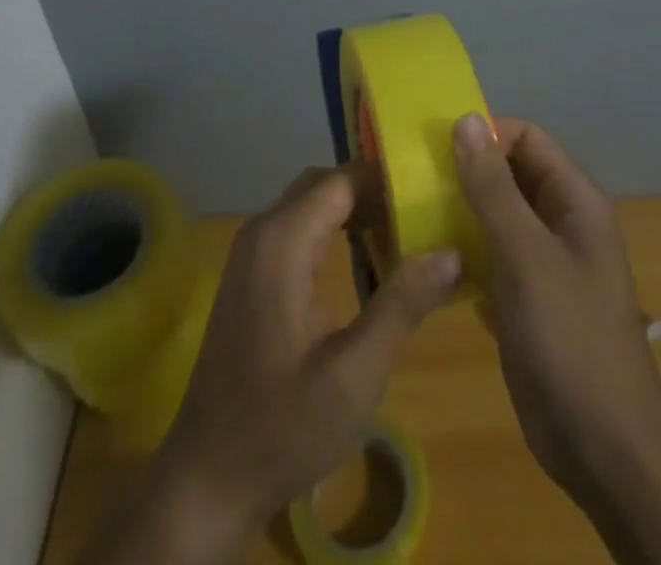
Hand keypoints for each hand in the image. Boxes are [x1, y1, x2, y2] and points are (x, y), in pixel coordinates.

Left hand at [80, 165, 460, 563]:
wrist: (208, 479)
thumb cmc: (282, 426)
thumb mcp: (353, 374)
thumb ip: (402, 306)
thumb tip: (452, 253)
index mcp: (282, 241)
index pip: (342, 180)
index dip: (387, 180)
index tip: (431, 193)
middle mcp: (262, 232)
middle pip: (325, 185)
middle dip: (374, 191)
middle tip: (423, 213)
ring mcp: (252, 253)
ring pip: (311, 204)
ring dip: (355, 209)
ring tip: (405, 232)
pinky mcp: (252, 275)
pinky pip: (298, 228)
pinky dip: (334, 229)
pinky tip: (367, 259)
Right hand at [451, 115, 660, 494]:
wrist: (605, 448)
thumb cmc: (571, 338)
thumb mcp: (527, 255)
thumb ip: (493, 188)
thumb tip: (466, 119)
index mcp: (574, 199)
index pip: (526, 138)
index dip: (485, 136)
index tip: (435, 151)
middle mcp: (560, 221)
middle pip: (510, 174)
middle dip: (465, 172)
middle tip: (413, 183)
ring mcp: (543, 261)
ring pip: (496, 215)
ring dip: (459, 212)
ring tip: (411, 216)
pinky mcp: (525, 298)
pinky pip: (490, 256)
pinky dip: (463, 252)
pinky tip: (429, 262)